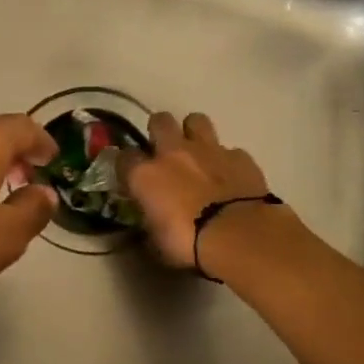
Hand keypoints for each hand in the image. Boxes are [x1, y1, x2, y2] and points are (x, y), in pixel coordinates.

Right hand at [119, 111, 276, 269]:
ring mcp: (209, 150)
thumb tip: (151, 221)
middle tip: (164, 152)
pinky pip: (229, 150)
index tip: (131, 176)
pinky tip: (229, 176)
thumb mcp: (157, 241)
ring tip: (197, 152)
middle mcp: (173, 153)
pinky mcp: (240, 156)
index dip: (127, 165)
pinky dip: (226, 160)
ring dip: (193, 132)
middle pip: (159, 121)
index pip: (124, 157)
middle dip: (159, 131)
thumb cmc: (189, 244)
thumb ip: (151, 222)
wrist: (238, 236)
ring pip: (196, 120)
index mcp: (145, 174)